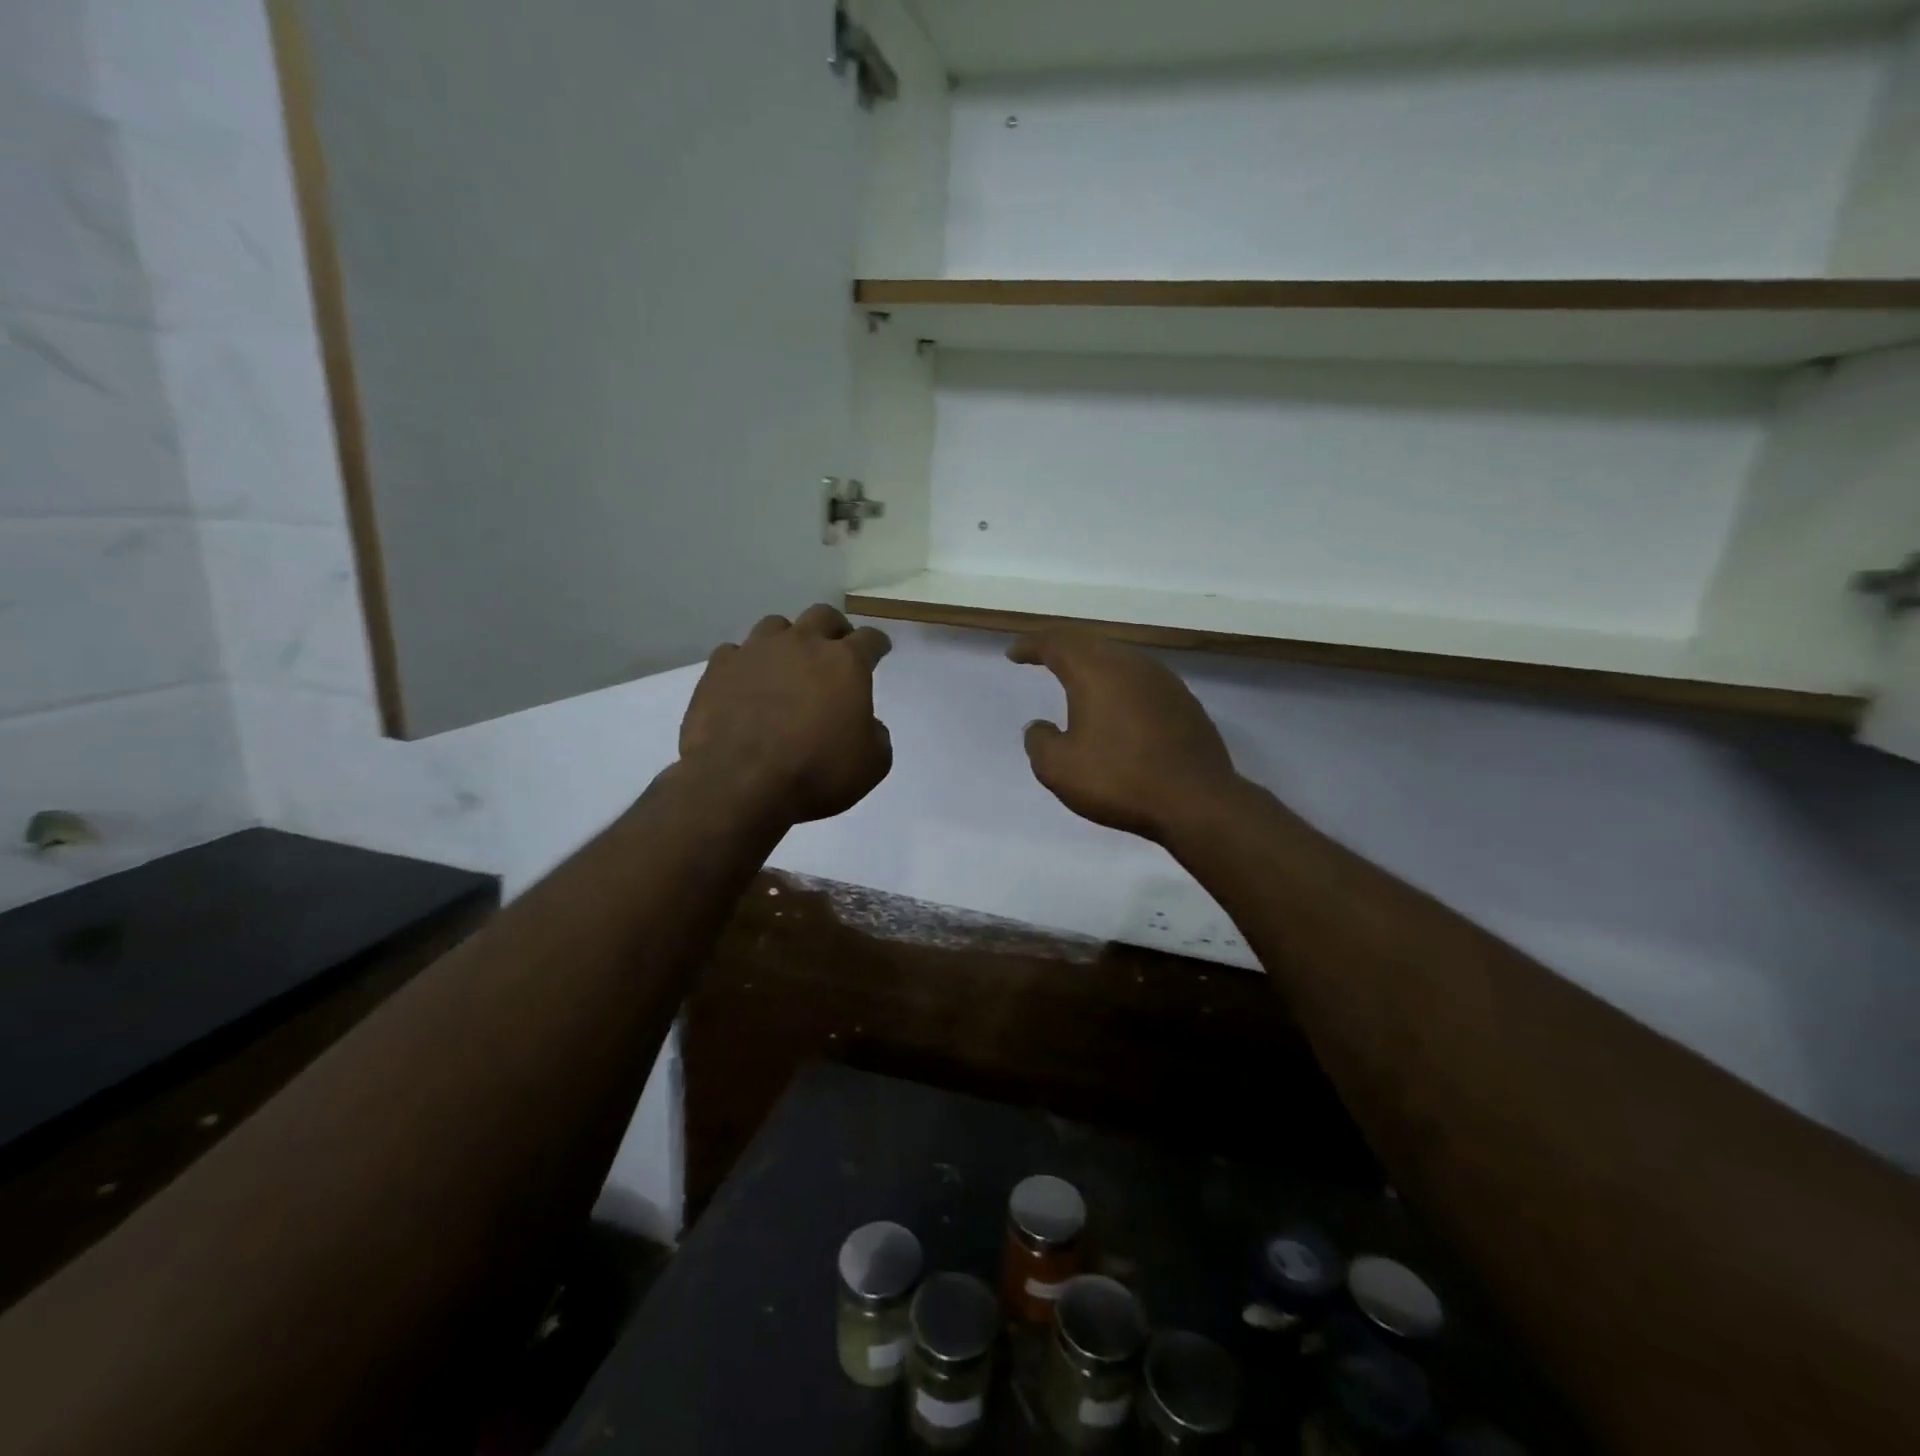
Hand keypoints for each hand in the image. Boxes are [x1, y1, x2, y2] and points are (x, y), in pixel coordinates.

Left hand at [680, 604, 892, 823]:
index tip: (879, 650)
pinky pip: (736, 653)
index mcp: (845, 663)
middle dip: (834, 629)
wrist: (740, 783)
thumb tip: (865, 724)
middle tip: (836, 647)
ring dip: (788, 639)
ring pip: (776, 626)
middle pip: (823, 616)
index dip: (877, 644)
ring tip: (788, 662)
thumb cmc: (817, 773)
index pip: (870, 639)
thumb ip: (876, 734)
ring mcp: (756, 651)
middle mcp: (802, 644)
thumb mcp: (872, 763)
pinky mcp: (719, 668)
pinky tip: (747, 682)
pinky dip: (746, 664)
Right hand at [1008, 627, 1240, 842]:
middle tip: (1042, 656)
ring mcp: (1164, 682)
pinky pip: (1141, 682)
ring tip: (1077, 680)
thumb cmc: (1119, 780)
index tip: (1014, 653)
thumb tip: (1040, 728)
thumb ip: (1040, 742)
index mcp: (1096, 671)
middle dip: (1062, 648)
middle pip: (1090, 643)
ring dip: (1094, 665)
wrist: (1196, 802)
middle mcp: (1132, 665)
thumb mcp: (1059, 769)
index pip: (1057, 643)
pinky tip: (1116, 707)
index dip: (1032, 645)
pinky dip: (1119, 686)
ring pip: (1120, 660)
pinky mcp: (1184, 703)